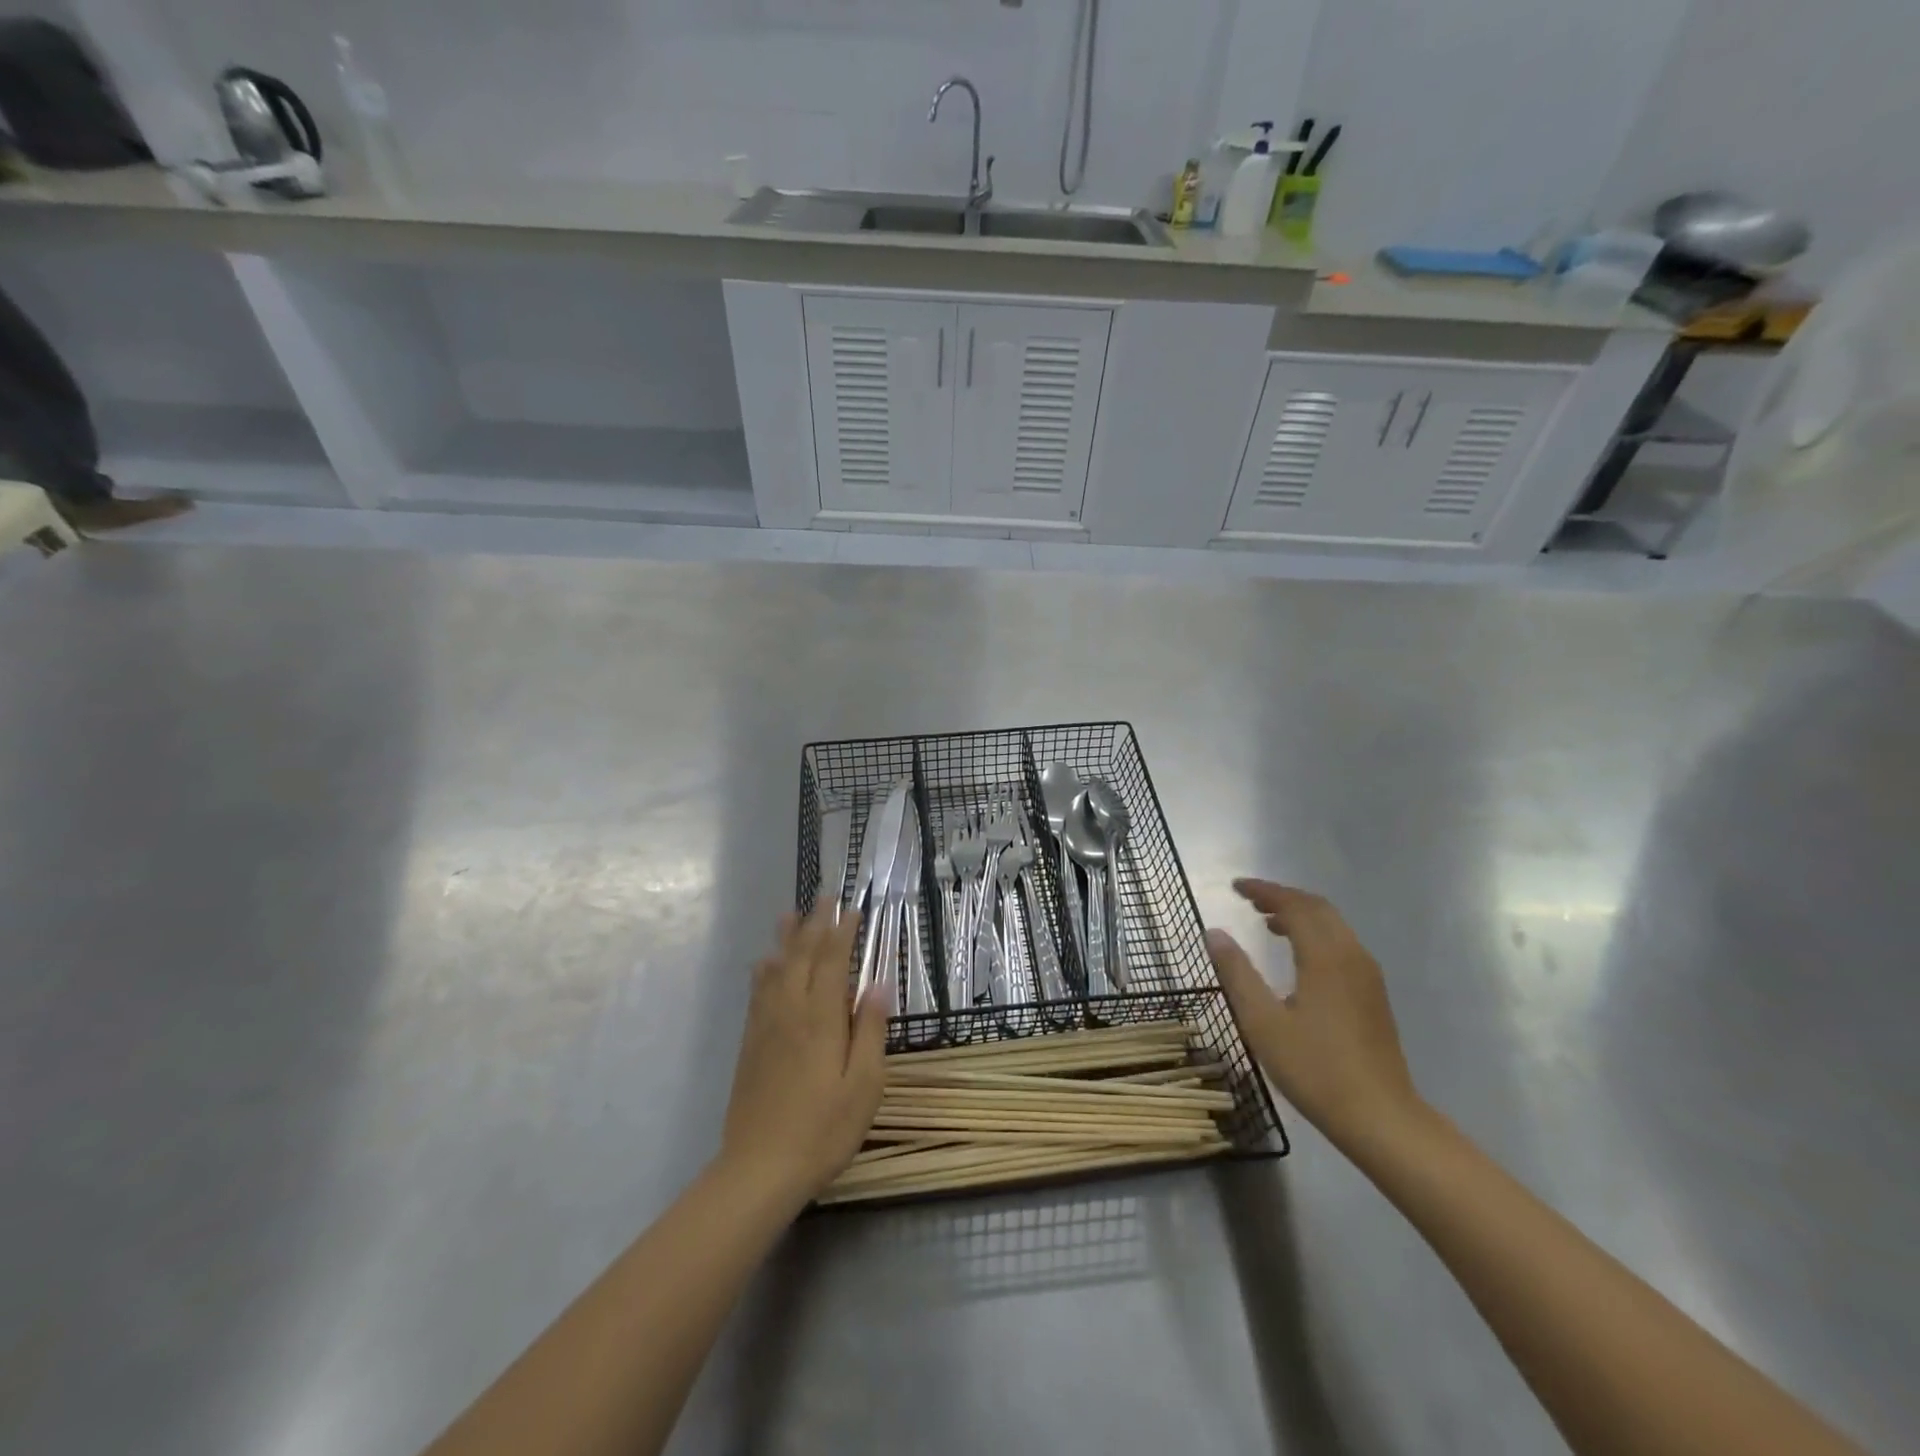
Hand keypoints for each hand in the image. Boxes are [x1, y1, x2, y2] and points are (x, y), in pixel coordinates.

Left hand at [719, 903, 888, 1206]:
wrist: (759, 1169)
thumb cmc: (823, 1130)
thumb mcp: (864, 1086)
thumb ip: (871, 1031)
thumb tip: (878, 983)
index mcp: (821, 1019)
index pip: (833, 962)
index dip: (843, 933)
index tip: (852, 909)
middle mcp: (790, 1011)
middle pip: (803, 957)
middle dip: (815, 924)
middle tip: (824, 897)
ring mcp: (766, 1026)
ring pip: (776, 969)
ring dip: (787, 938)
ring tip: (790, 913)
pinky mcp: (750, 1043)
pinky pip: (757, 992)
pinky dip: (764, 969)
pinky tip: (765, 963)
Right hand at [1205, 879, 1422, 1150]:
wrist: (1381, 1118)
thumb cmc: (1315, 1069)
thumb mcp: (1263, 1022)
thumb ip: (1237, 973)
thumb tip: (1214, 933)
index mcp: (1325, 957)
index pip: (1294, 905)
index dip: (1264, 891)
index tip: (1236, 887)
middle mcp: (1352, 956)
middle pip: (1318, 908)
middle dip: (1283, 897)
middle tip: (1249, 900)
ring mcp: (1367, 975)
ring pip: (1333, 926)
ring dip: (1300, 915)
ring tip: (1267, 922)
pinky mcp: (1373, 994)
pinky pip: (1341, 944)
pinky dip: (1315, 934)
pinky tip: (1297, 956)